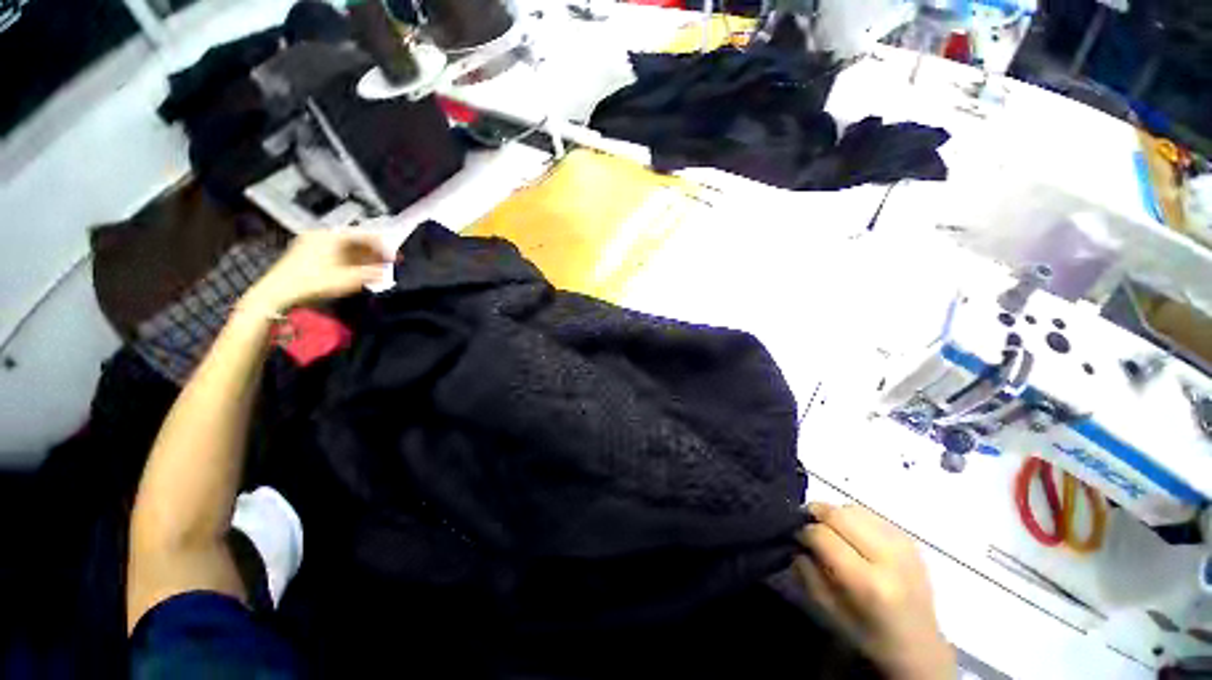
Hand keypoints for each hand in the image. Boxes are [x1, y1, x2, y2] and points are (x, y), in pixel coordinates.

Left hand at [242, 231, 389, 312]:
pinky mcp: (305, 255)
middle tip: (387, 263)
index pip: (363, 235)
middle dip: (372, 252)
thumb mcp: (348, 279)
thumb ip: (371, 273)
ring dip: (361, 258)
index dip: (382, 246)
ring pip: (344, 248)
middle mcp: (320, 235)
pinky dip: (348, 261)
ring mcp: (310, 244)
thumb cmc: (314, 282)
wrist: (277, 293)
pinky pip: (334, 253)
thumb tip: (387, 271)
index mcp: (331, 235)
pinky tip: (356, 271)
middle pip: (354, 241)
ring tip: (374, 268)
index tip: (395, 256)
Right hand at [795, 503, 954, 679]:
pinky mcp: (909, 539)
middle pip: (839, 514)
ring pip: (853, 508)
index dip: (804, 533)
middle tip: (807, 525)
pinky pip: (869, 513)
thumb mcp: (829, 611)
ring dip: (834, 515)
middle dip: (816, 514)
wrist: (920, 646)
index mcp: (869, 583)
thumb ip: (807, 573)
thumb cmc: (869, 635)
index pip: (823, 536)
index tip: (797, 539)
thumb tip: (798, 542)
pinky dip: (853, 518)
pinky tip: (852, 536)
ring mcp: (903, 545)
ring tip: (830, 531)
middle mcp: (889, 558)